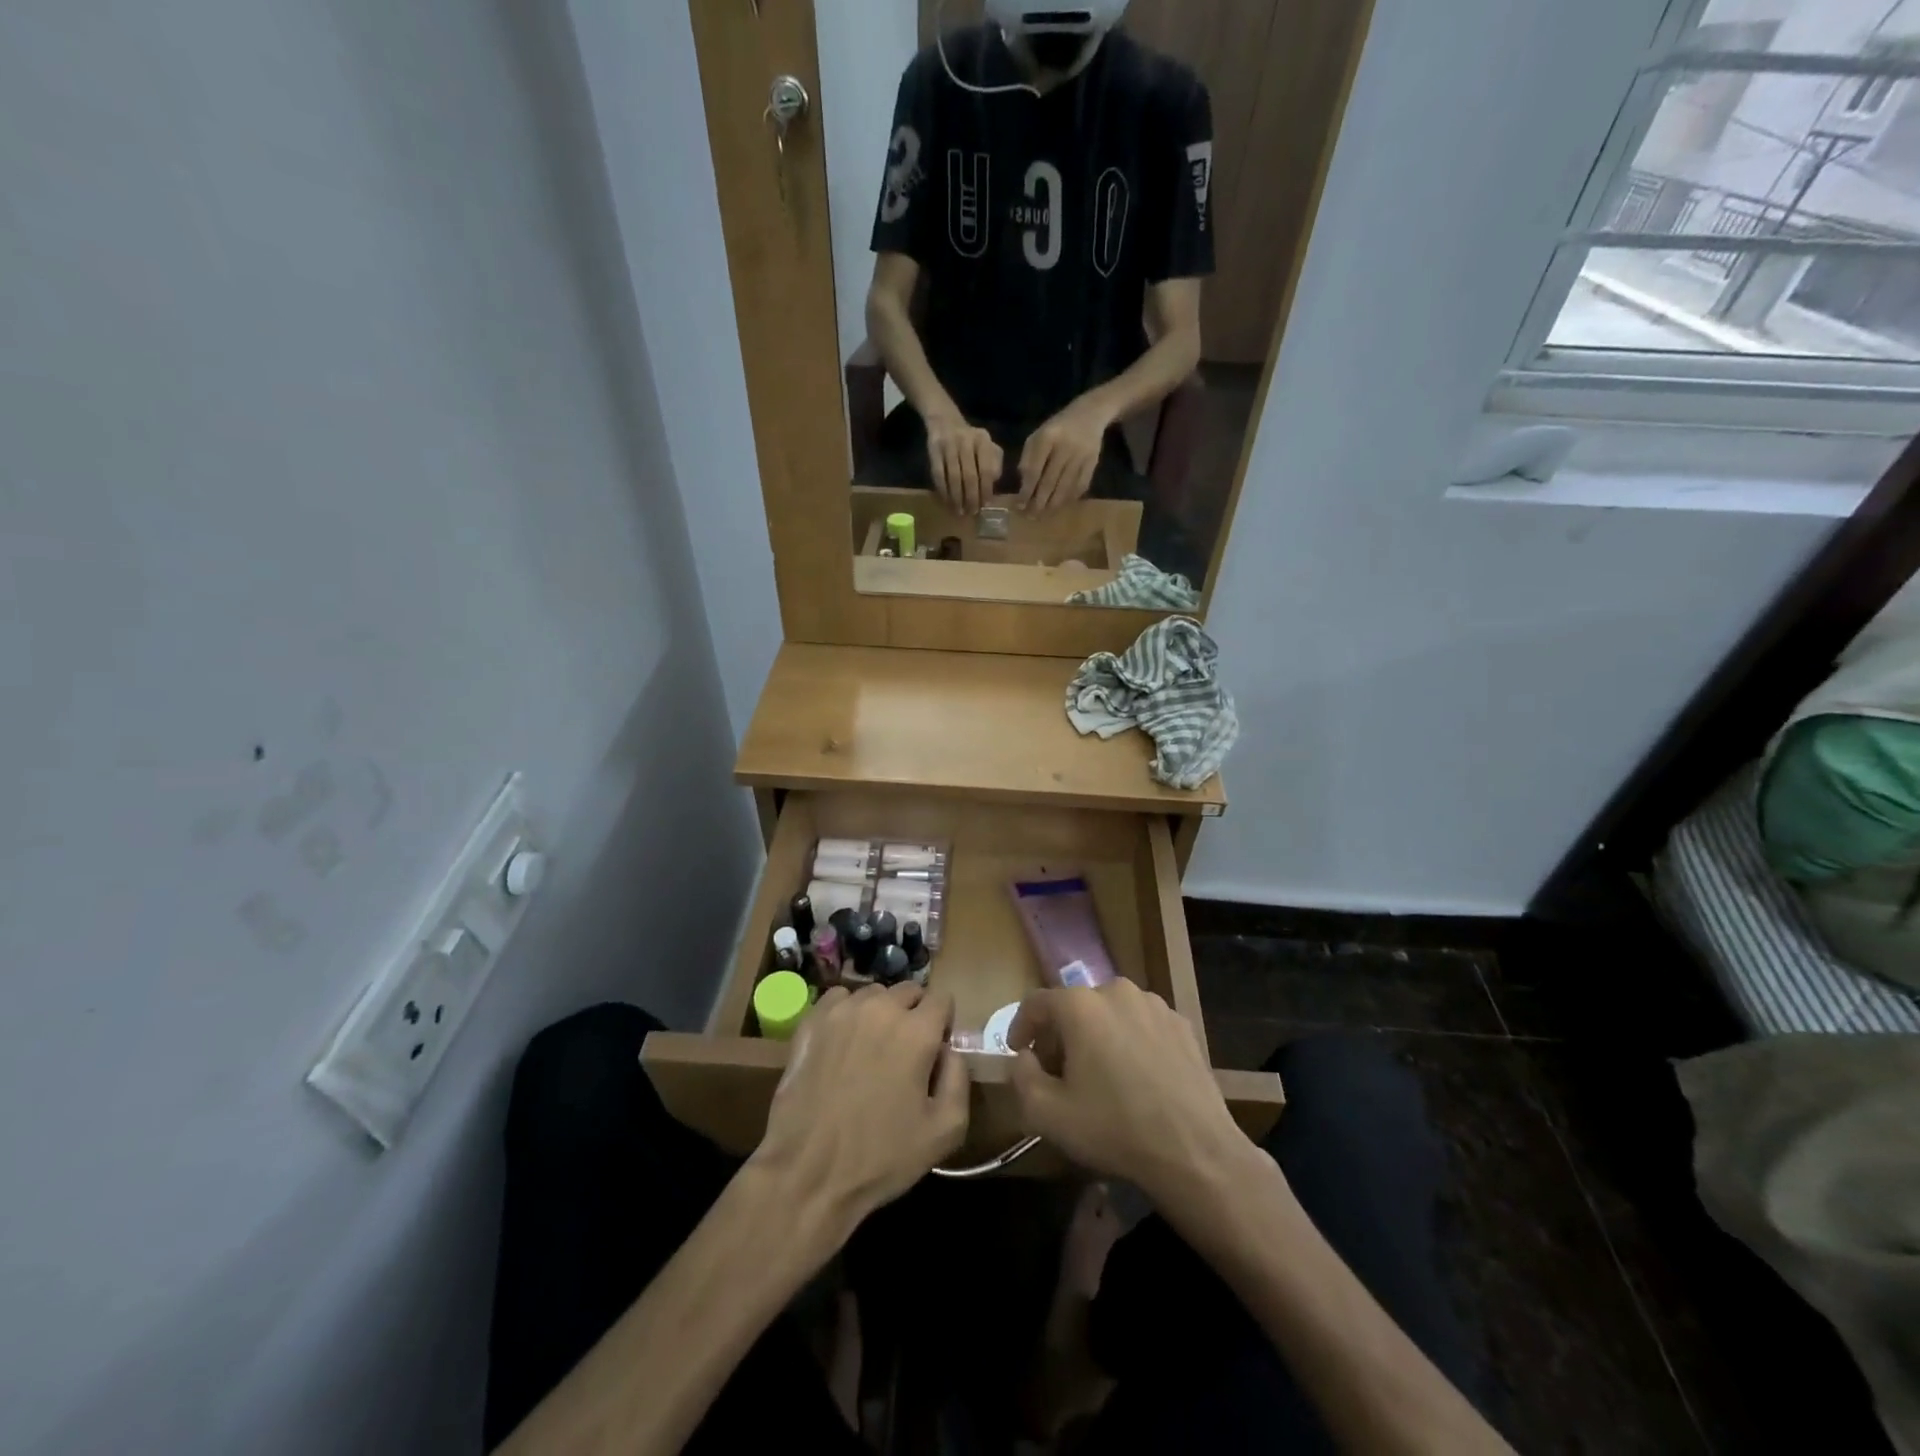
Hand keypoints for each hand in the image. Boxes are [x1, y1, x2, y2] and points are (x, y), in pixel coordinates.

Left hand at [750, 984, 969, 1237]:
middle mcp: (881, 1009)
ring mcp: (843, 1011)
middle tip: (904, 1053)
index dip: (943, 1023)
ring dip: (880, 1013)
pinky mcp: (812, 1021)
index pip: (941, 999)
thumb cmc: (881, 1157)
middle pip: (909, 991)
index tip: (935, 1051)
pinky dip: (847, 1013)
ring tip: (871, 1049)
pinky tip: (842, 1044)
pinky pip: (839, 999)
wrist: (808, 1172)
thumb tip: (949, 1049)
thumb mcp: (945, 1131)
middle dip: (914, 1014)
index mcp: (917, 1031)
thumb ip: (958, 1078)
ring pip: (874, 994)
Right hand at [925, 411, 1004, 514]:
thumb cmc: (971, 440)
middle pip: (969, 475)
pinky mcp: (934, 450)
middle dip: (971, 497)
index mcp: (982, 440)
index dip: (986, 489)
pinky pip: (939, 474)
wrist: (945, 421)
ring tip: (959, 511)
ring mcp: (949, 445)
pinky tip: (947, 501)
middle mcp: (966, 441)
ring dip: (957, 497)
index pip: (986, 469)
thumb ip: (995, 463)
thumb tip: (993, 483)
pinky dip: (943, 490)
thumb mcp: (987, 445)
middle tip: (971, 512)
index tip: (985, 505)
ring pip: (954, 477)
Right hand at [1007, 980, 1250, 1208]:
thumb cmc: (1114, 1128)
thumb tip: (1025, 1058)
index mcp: (1080, 1005)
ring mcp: (1154, 1005)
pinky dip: (1130, 1041)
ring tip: (1099, 1074)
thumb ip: (1022, 1077)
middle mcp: (1116, 991)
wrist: (1194, 1151)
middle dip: (1061, 1034)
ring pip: (1111, 1013)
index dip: (1021, 1026)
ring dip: (1097, 1035)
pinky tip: (1136, 1077)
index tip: (1019, 1053)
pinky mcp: (1182, 1024)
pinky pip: (1142, 1025)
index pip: (1037, 1002)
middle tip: (1058, 1071)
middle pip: (1075, 1006)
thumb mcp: (1048, 1114)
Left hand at [1017, 395, 1112, 512]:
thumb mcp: (1037, 436)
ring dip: (1053, 505)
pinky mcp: (1093, 462)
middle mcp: (1064, 447)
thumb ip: (1028, 458)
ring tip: (1043, 515)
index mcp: (1047, 438)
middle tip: (1031, 516)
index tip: (1019, 505)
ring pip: (1065, 487)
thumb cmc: (1057, 428)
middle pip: (1049, 482)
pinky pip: (1080, 486)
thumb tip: (1024, 484)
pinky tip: (1061, 506)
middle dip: (1038, 502)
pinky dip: (1070, 498)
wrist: (1090, 414)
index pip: (1034, 470)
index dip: (1026, 491)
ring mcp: (1080, 456)